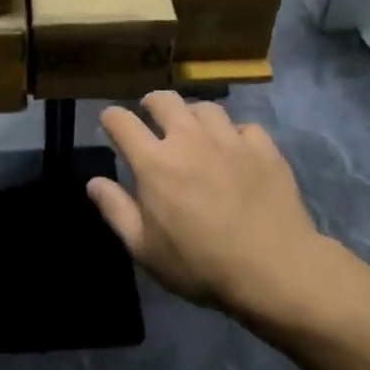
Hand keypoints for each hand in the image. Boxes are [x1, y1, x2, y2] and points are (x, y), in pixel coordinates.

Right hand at [89, 92, 325, 315]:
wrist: (275, 269)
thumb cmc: (201, 264)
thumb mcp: (145, 249)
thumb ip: (116, 211)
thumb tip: (93, 182)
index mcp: (154, 161)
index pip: (121, 121)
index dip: (110, 118)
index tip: (110, 124)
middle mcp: (188, 138)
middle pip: (163, 100)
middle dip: (151, 104)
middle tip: (151, 117)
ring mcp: (229, 139)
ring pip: (205, 108)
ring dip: (192, 116)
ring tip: (194, 131)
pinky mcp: (263, 147)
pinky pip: (244, 127)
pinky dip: (234, 135)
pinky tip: (236, 151)